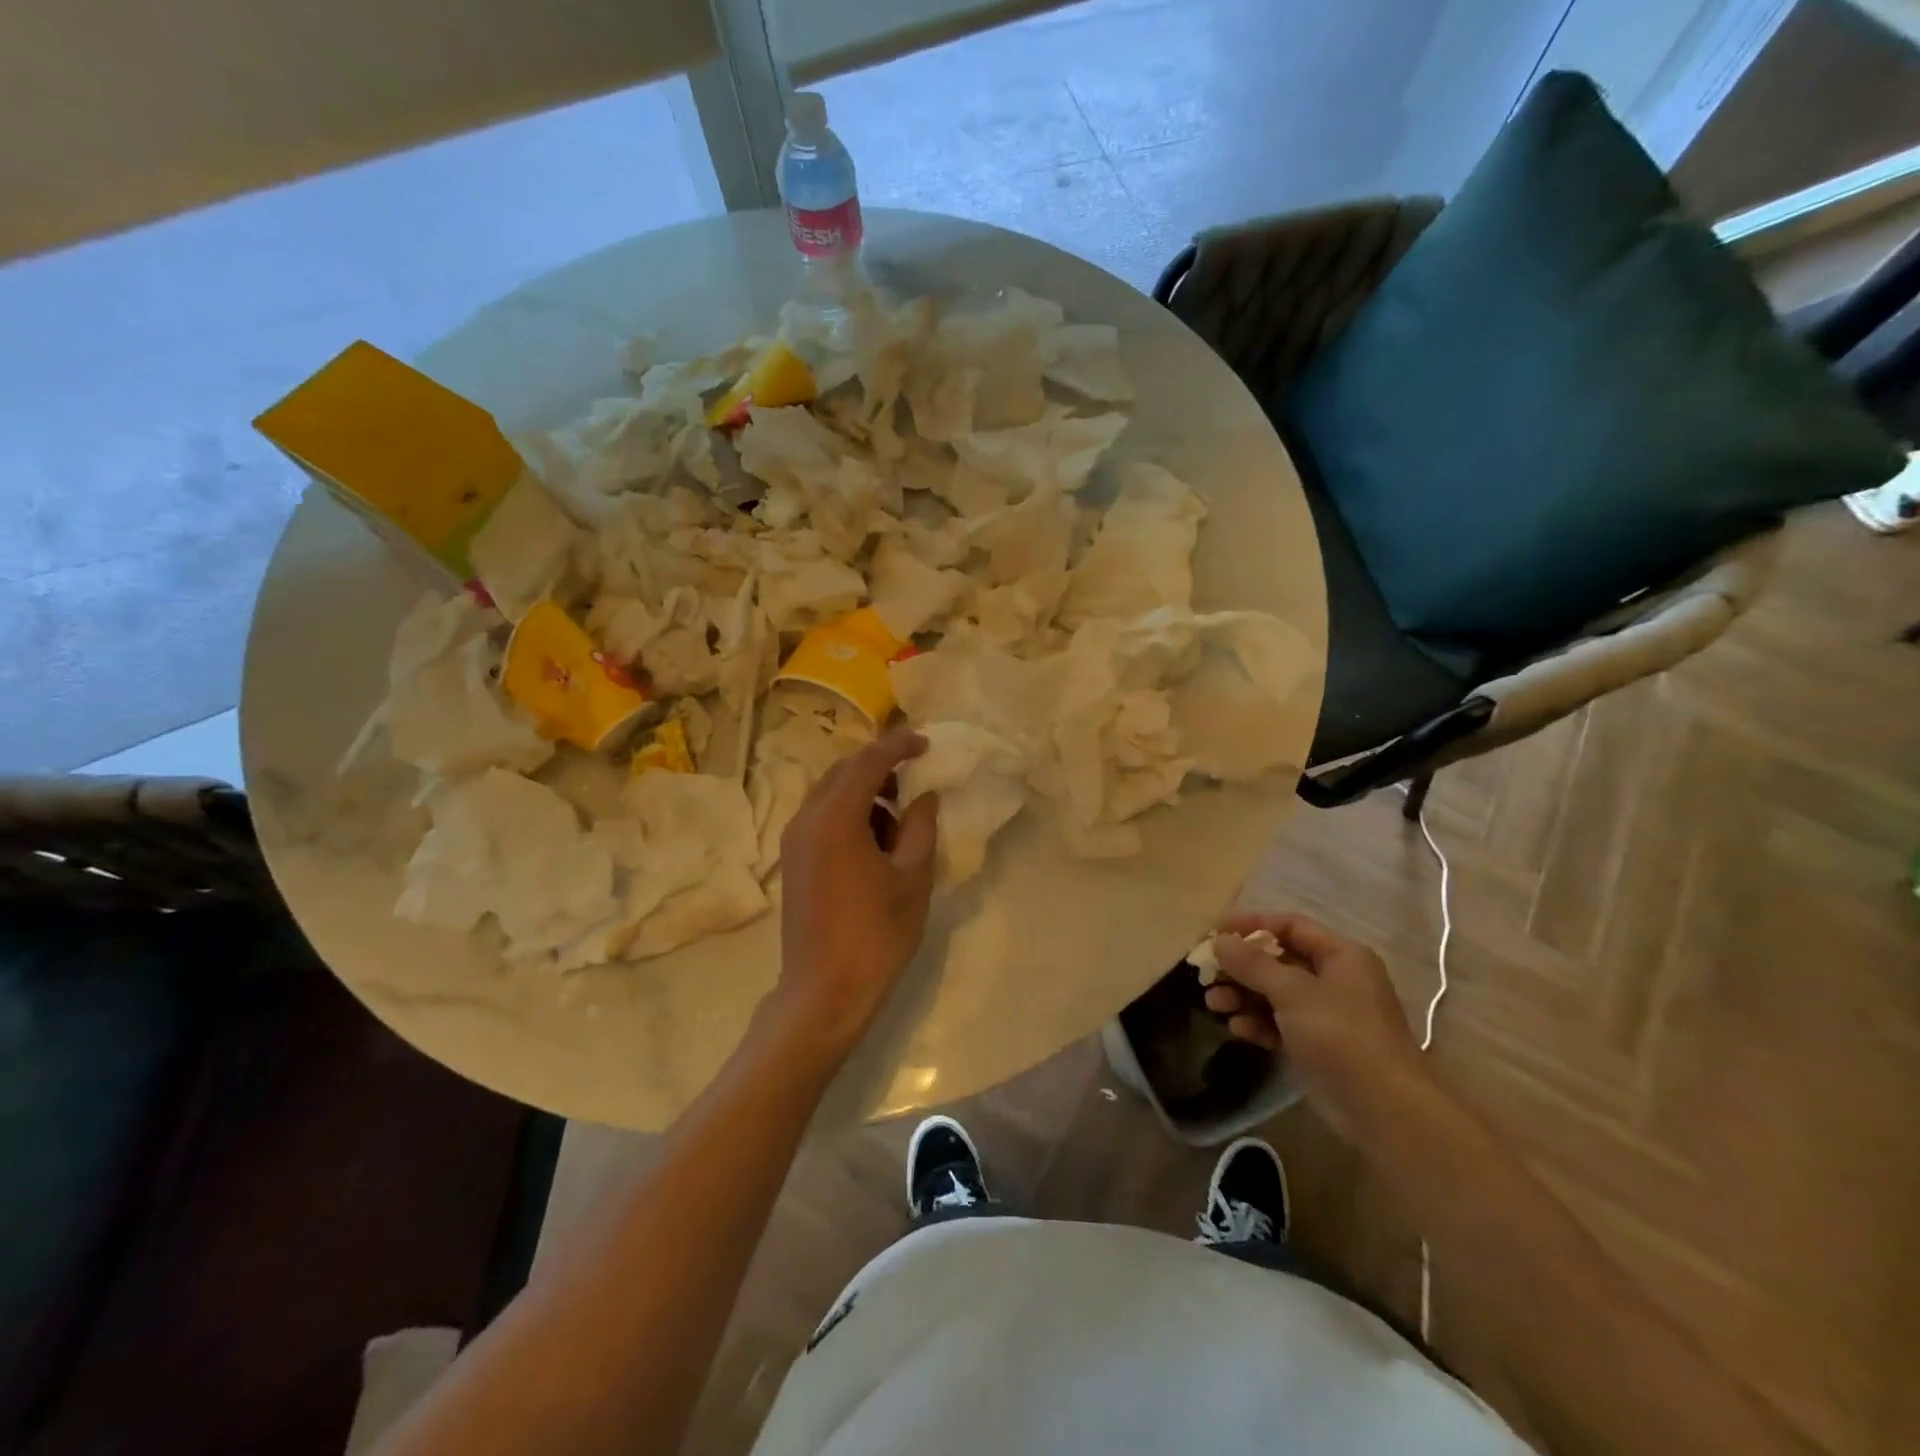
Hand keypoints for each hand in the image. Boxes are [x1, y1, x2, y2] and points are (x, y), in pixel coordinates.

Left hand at [771, 727, 939, 1050]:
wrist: (825, 991)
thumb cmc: (876, 934)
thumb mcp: (912, 877)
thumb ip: (921, 827)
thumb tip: (926, 797)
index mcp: (835, 818)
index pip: (868, 761)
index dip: (899, 745)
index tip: (926, 743)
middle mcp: (806, 819)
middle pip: (843, 771)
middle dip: (880, 765)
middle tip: (916, 772)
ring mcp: (794, 840)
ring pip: (830, 794)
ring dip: (865, 790)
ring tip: (901, 810)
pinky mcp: (794, 860)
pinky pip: (822, 817)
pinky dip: (850, 813)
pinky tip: (877, 838)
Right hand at [1204, 913, 1431, 1138]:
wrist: (1384, 1110)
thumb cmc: (1340, 1035)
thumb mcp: (1292, 992)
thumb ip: (1252, 964)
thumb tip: (1218, 940)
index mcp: (1341, 956)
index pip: (1290, 926)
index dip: (1251, 925)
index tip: (1214, 933)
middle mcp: (1335, 979)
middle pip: (1279, 961)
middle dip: (1241, 967)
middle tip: (1206, 974)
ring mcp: (1327, 1015)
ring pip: (1275, 994)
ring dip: (1243, 996)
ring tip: (1213, 1004)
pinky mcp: (1318, 1046)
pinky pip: (1280, 1024)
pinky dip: (1258, 1023)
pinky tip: (1237, 1029)